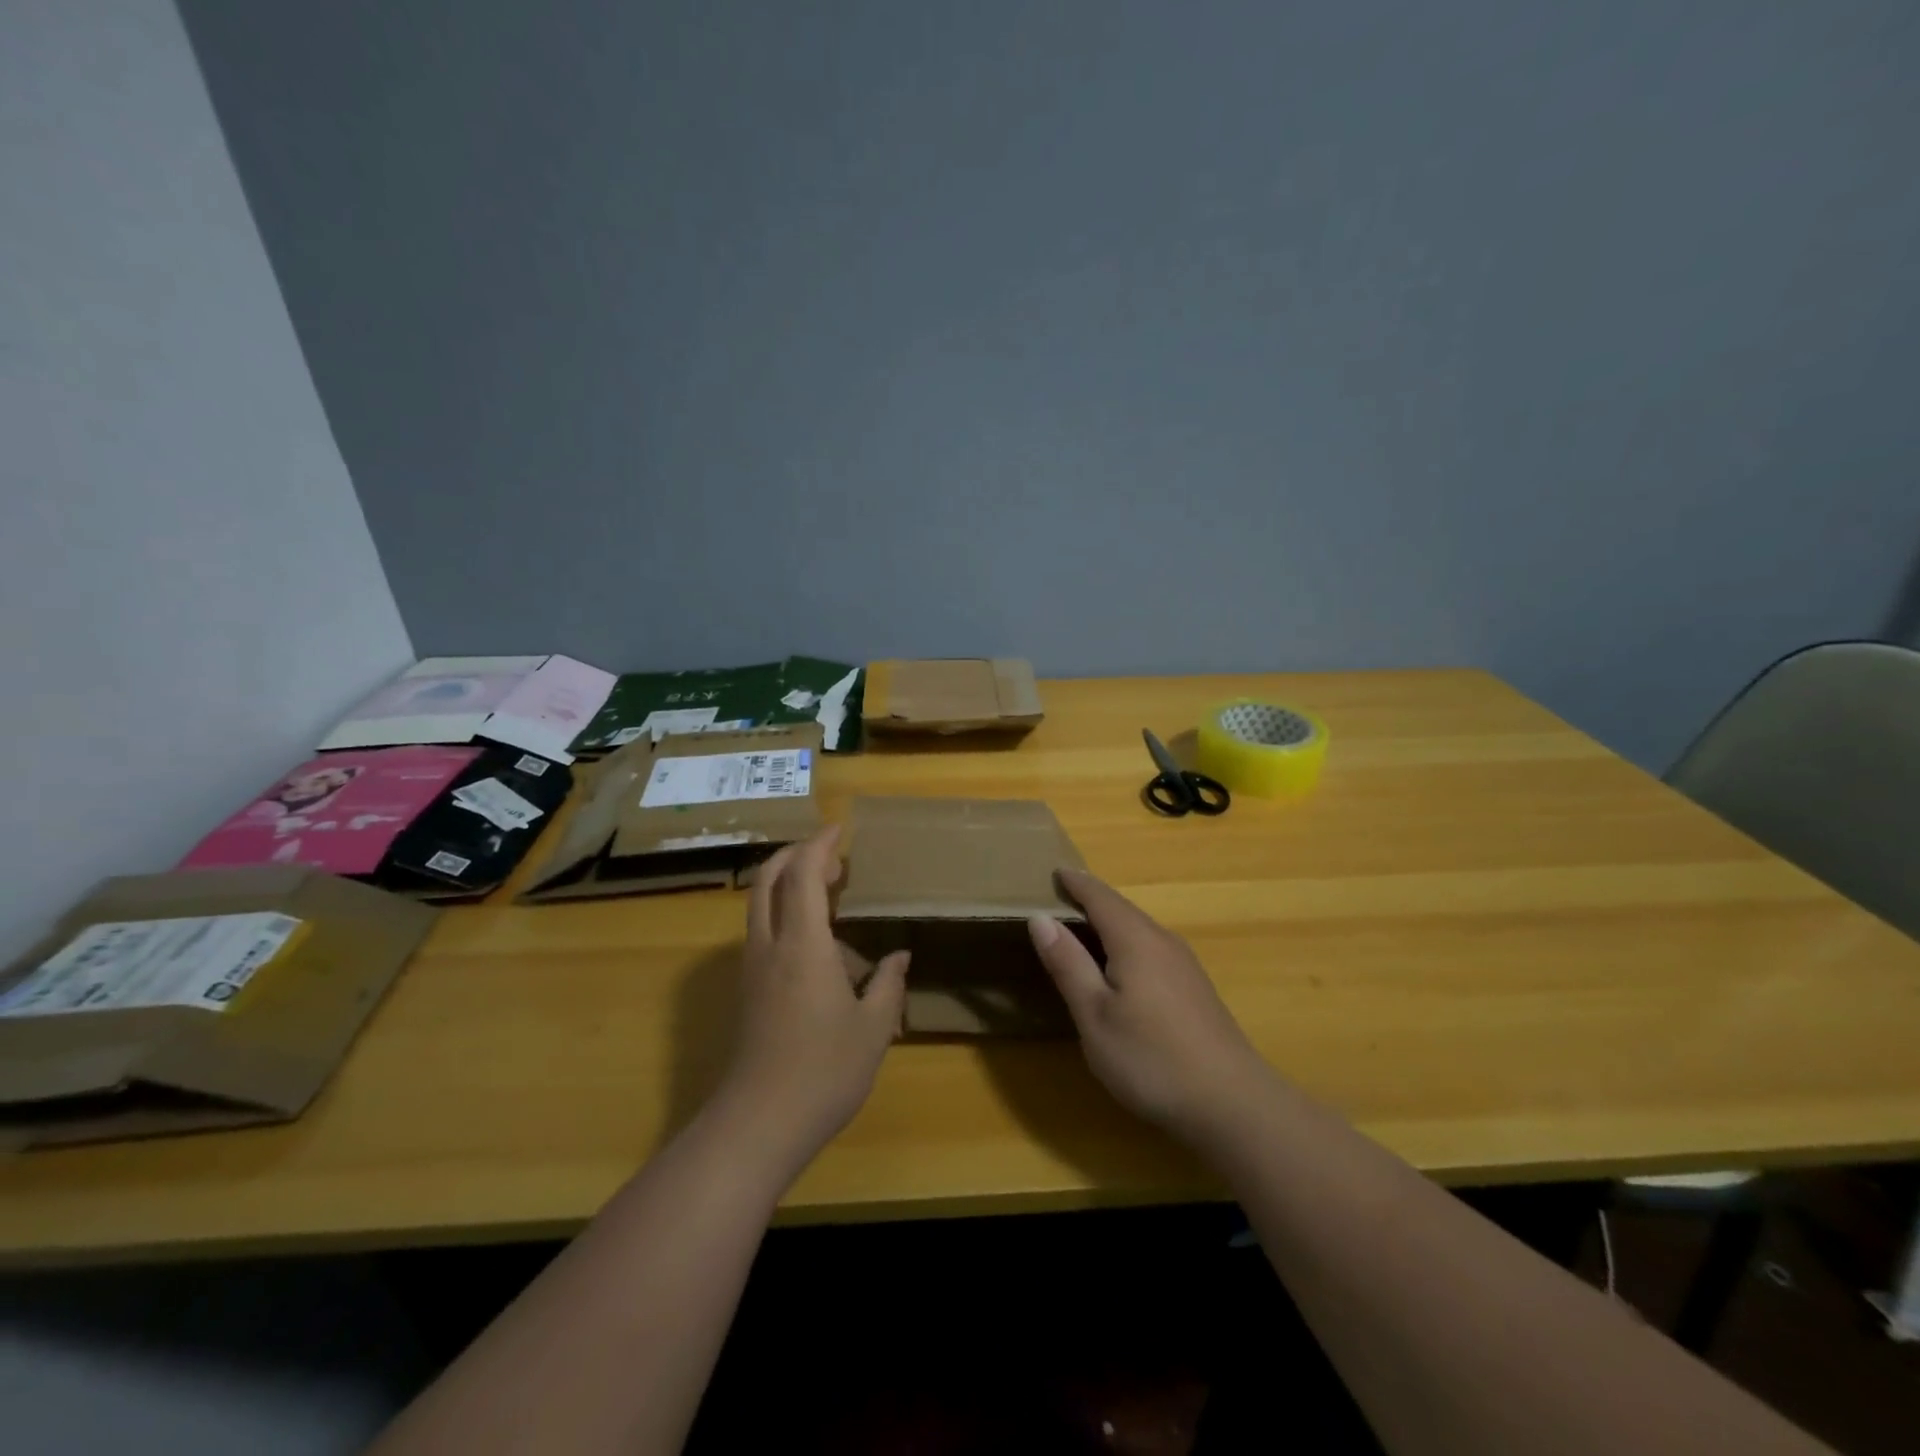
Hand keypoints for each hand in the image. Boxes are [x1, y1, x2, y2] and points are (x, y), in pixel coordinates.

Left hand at [714, 826, 908, 1171]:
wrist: (758, 1124)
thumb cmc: (824, 1071)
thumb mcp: (874, 1028)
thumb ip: (887, 984)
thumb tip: (898, 956)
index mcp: (803, 944)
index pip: (804, 874)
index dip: (820, 845)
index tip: (840, 829)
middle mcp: (770, 945)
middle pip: (769, 877)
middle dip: (797, 854)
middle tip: (833, 857)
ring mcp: (752, 967)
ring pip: (760, 903)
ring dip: (788, 883)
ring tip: (829, 893)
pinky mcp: (747, 989)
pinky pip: (762, 930)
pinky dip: (784, 912)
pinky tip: (818, 942)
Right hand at [1028, 869, 1274, 1143]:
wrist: (1233, 1104)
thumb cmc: (1151, 1058)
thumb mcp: (1095, 1015)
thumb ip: (1068, 964)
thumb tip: (1041, 918)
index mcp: (1134, 940)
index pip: (1099, 896)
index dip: (1075, 883)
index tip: (1053, 871)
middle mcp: (1162, 941)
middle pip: (1121, 909)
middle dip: (1091, 899)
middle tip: (1060, 896)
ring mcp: (1184, 964)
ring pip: (1139, 929)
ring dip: (1109, 921)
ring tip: (1082, 927)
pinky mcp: (1195, 988)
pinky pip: (1151, 947)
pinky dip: (1126, 942)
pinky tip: (1119, 966)